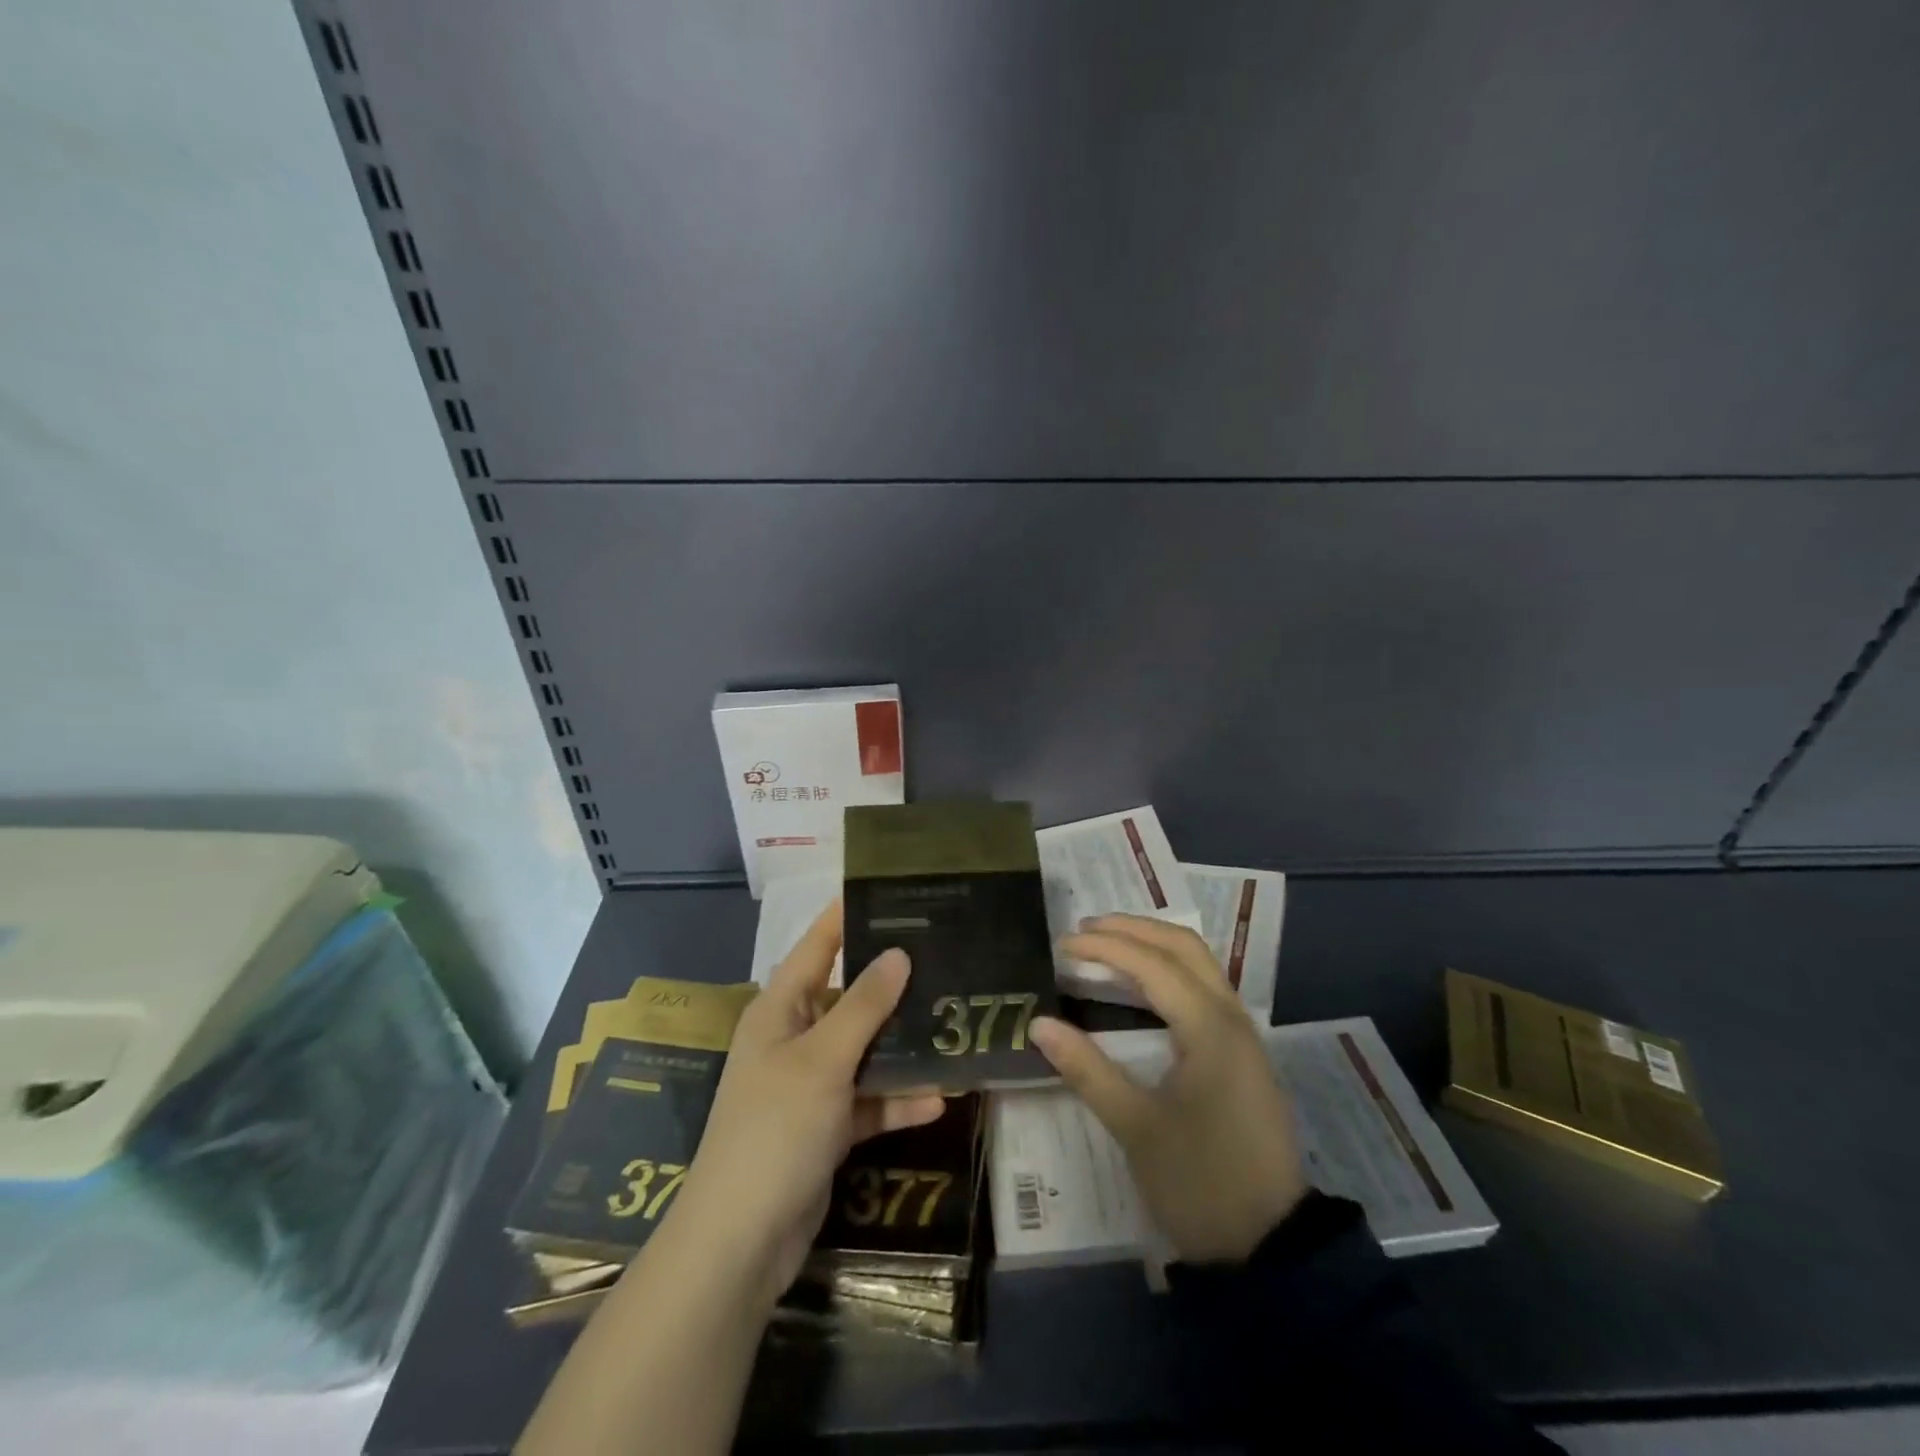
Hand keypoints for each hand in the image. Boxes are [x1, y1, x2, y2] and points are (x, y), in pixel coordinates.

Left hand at [670, 902, 945, 1304]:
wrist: (741, 1242)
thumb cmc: (775, 1129)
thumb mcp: (823, 1059)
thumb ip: (864, 1005)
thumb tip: (898, 953)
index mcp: (779, 1010)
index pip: (817, 946)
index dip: (847, 917)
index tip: (890, 891)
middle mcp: (793, 1038)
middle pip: (849, 998)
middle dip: (892, 985)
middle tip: (944, 960)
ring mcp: (810, 1085)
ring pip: (865, 1050)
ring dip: (902, 1047)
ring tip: (953, 1026)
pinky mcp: (826, 1126)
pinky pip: (868, 1099)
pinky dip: (897, 1099)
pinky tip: (940, 1098)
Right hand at [1029, 915, 1309, 1262]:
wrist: (1272, 1249)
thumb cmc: (1200, 1184)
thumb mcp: (1136, 1128)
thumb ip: (1087, 1069)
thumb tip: (1038, 1024)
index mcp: (1210, 1029)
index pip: (1152, 964)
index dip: (1105, 947)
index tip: (1062, 944)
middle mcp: (1232, 1017)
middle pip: (1184, 946)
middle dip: (1133, 929)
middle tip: (1085, 930)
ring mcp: (1243, 1034)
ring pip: (1200, 963)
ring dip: (1153, 944)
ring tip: (1107, 945)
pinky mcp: (1242, 1053)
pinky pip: (1205, 986)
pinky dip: (1170, 969)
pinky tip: (1142, 984)